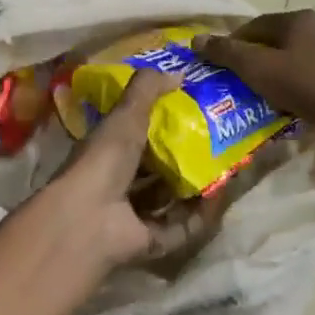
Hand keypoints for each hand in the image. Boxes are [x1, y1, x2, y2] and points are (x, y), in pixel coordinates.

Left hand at [35, 71, 231, 272]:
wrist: (89, 217)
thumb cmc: (104, 159)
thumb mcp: (126, 114)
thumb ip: (148, 88)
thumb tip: (179, 71)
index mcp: (108, 152)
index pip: (136, 136)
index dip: (161, 126)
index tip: (192, 114)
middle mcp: (118, 183)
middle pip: (155, 171)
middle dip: (182, 159)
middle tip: (216, 144)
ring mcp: (132, 216)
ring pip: (169, 201)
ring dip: (194, 188)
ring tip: (225, 170)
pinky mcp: (149, 242)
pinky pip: (181, 228)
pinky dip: (200, 217)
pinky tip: (220, 198)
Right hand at [197, 10, 314, 123]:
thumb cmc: (304, 84)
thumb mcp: (257, 68)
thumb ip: (226, 53)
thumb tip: (196, 40)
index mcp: (298, 19)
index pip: (255, 25)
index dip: (234, 43)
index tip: (221, 64)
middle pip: (277, 41)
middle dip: (256, 60)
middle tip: (241, 82)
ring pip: (296, 58)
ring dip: (277, 73)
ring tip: (263, 95)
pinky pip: (313, 74)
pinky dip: (297, 85)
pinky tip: (291, 103)